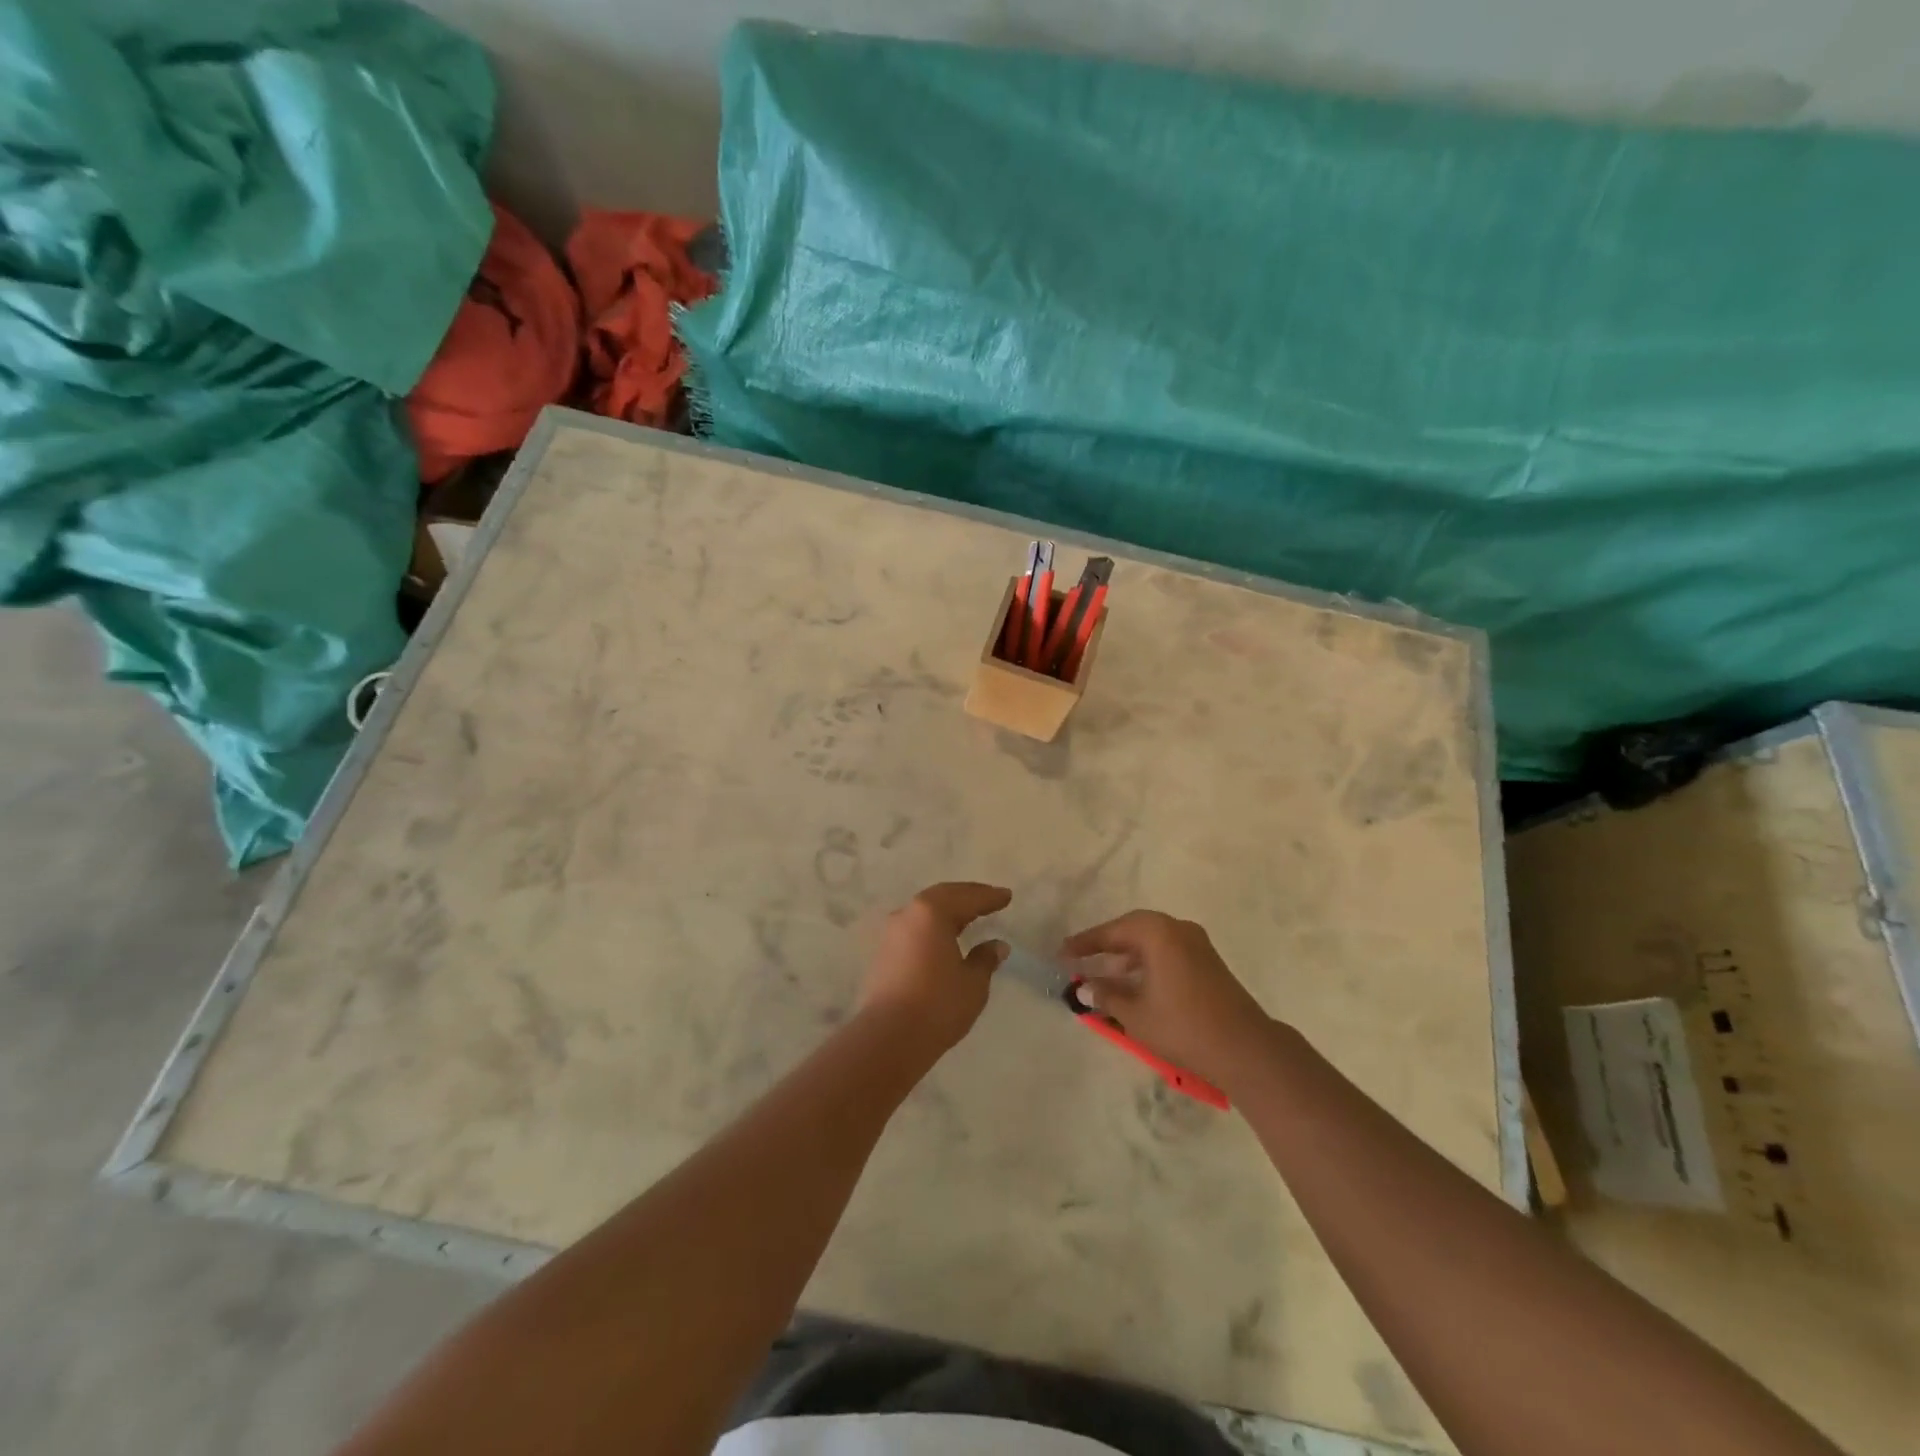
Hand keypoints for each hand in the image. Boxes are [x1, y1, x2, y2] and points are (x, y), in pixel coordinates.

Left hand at [857, 883, 1011, 1052]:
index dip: (989, 897)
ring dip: (948, 911)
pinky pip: (915, 928)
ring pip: (925, 912)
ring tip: (969, 916)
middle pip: (942, 897)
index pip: (967, 898)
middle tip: (989, 899)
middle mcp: (908, 914)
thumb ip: (985, 959)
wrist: (889, 1037)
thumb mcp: (973, 983)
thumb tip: (997, 945)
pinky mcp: (883, 953)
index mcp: (932, 912)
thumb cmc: (938, 1004)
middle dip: (967, 897)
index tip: (1007, 896)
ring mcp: (892, 934)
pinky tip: (945, 938)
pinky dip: (934, 927)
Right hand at [1060, 911, 1274, 1087]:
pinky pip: (1167, 951)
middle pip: (1132, 929)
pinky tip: (1135, 983)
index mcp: (1157, 932)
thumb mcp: (1135, 1014)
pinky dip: (1147, 962)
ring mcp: (1196, 943)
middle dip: (1106, 945)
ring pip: (1151, 941)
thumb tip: (1086, 987)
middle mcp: (1177, 928)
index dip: (1084, 944)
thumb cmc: (1183, 1027)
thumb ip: (1107, 995)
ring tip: (1104, 973)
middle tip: (1081, 958)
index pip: (1111, 932)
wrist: (1245, 1048)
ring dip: (1127, 955)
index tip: (1062, 953)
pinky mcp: (1207, 961)